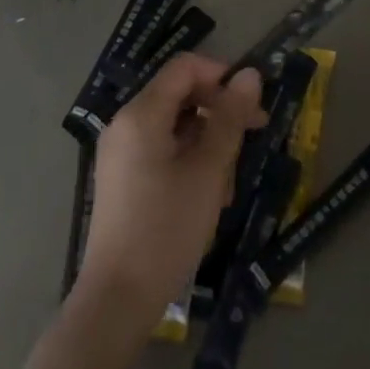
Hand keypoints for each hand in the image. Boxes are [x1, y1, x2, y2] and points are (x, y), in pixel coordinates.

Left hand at [80, 55, 263, 318]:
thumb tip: (250, 74)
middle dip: (218, 110)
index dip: (221, 75)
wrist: (118, 301)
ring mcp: (121, 152)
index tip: (249, 104)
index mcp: (141, 114)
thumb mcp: (209, 170)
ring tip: (228, 179)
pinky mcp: (123, 177)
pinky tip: (208, 193)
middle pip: (180, 93)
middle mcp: (125, 123)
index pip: (185, 67)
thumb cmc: (166, 228)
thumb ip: (230, 117)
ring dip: (207, 140)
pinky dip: (189, 158)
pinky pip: (162, 148)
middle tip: (251, 136)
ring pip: (175, 124)